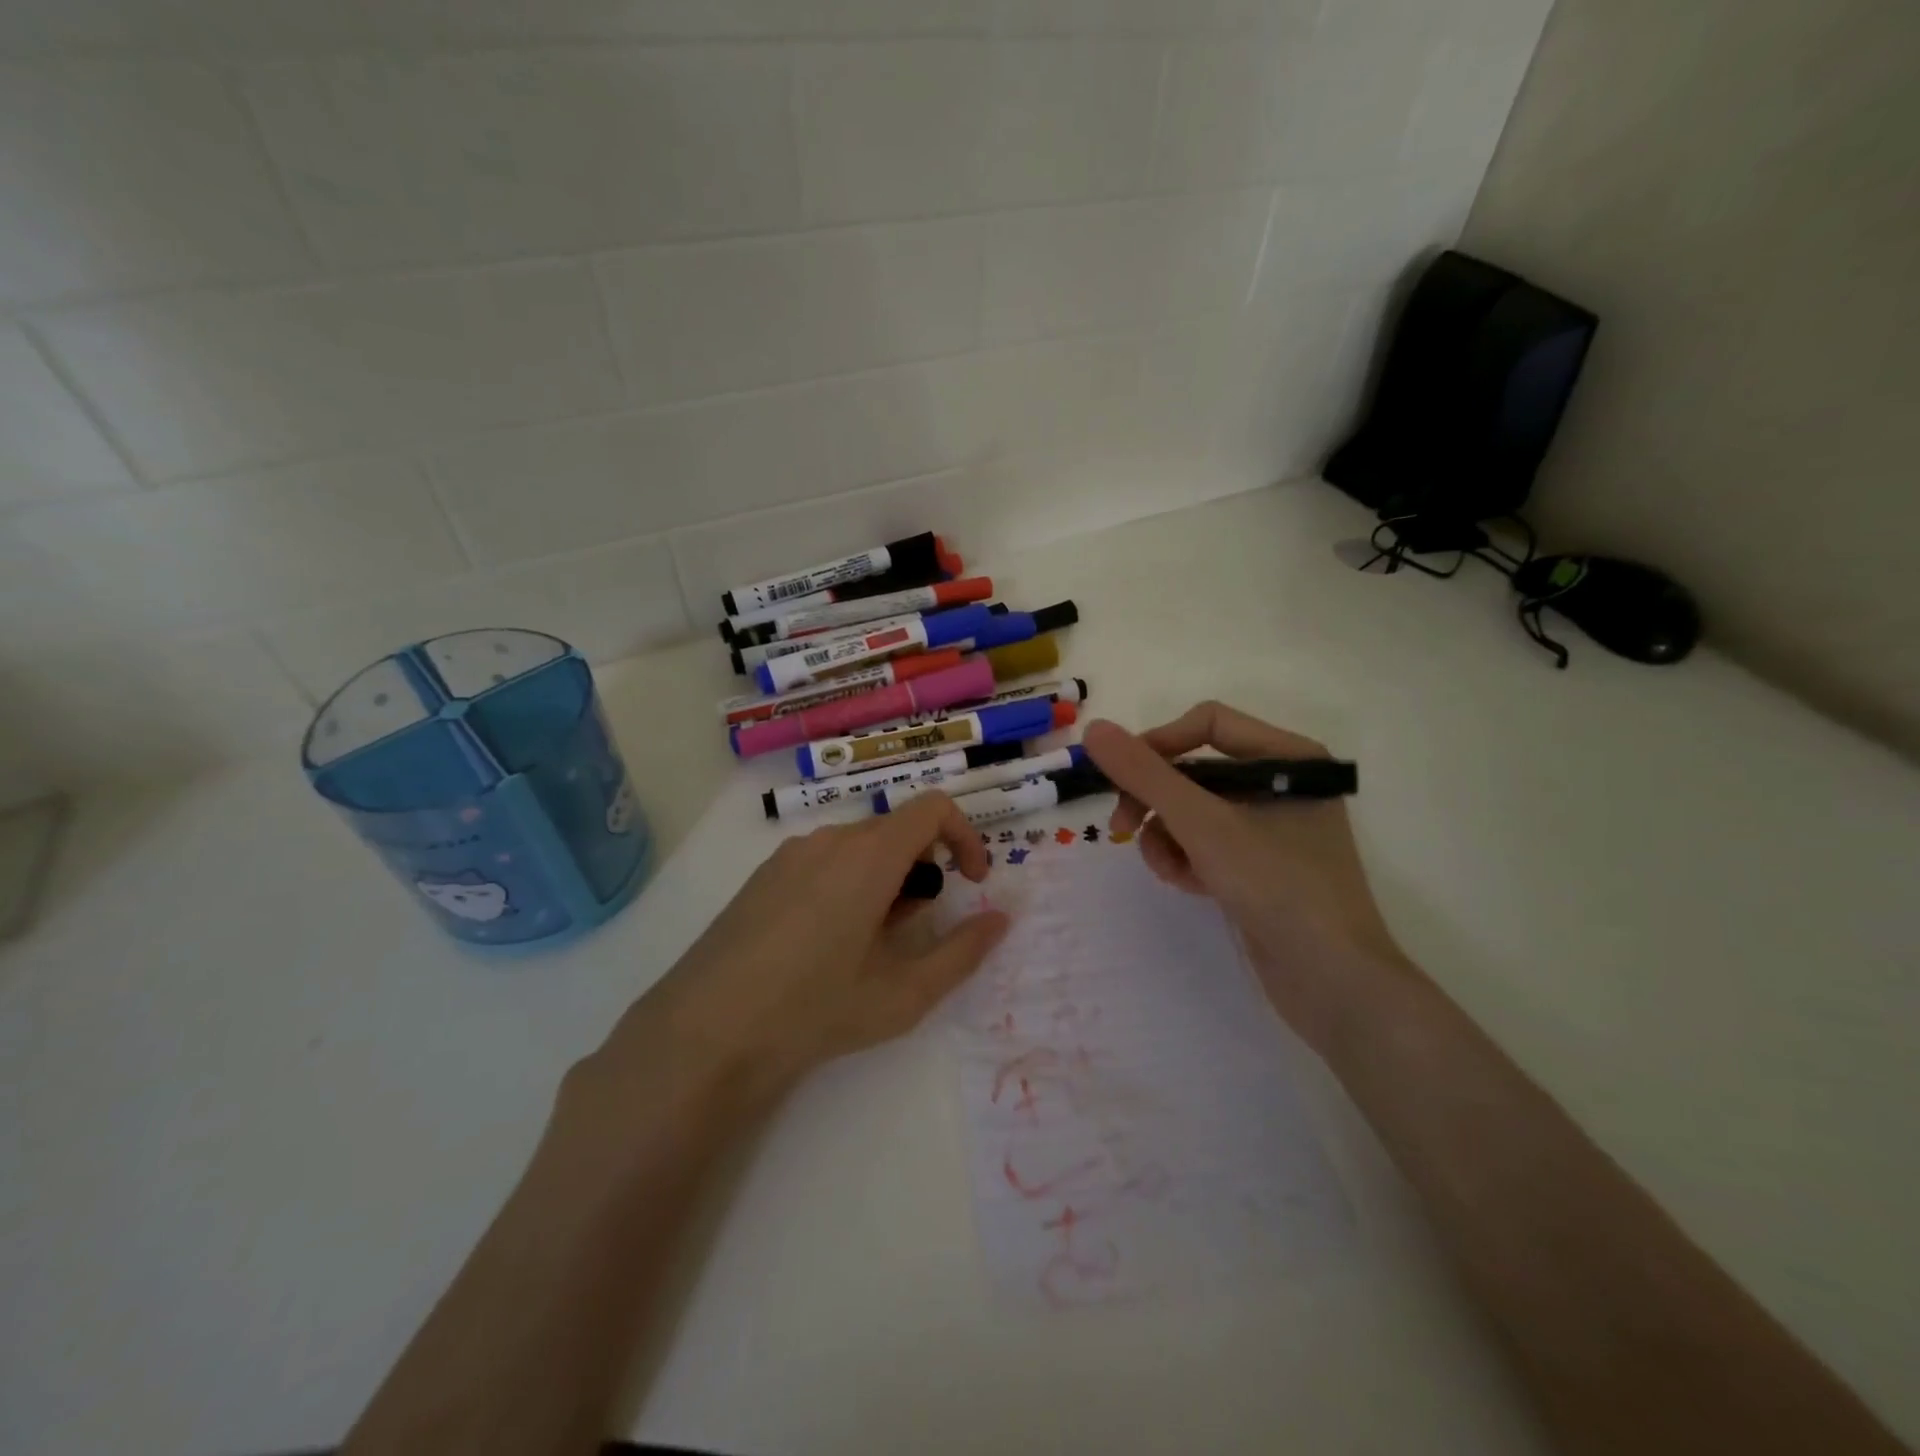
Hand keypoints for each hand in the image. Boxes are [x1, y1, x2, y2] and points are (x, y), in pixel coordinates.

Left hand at [587, 793, 1008, 1120]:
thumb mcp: (903, 994)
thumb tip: (999, 920)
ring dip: (885, 880)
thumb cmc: (814, 1010)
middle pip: (896, 831)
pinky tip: (826, 944)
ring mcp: (789, 855)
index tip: (972, 883)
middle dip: (924, 869)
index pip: (933, 808)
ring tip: (871, 946)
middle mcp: (829, 840)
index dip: (966, 836)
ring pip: (859, 848)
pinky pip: (823, 861)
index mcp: (868, 855)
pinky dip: (849, 884)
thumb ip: (961, 953)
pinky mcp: (762, 875)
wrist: (704, 1033)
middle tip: (917, 931)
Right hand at [1082, 705, 1416, 1051]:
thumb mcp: (1203, 825)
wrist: (1334, 983)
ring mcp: (1271, 828)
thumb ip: (1145, 775)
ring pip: (1194, 811)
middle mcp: (1280, 783)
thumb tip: (1094, 730)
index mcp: (1286, 756)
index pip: (1207, 723)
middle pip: (1195, 770)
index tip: (1119, 776)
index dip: (1158, 742)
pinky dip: (1188, 859)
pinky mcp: (1260, 865)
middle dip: (1155, 800)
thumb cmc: (1277, 886)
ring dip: (1167, 837)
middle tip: (1121, 827)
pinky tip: (1187, 885)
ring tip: (1167, 870)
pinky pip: (1207, 844)